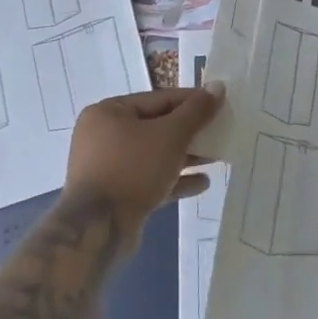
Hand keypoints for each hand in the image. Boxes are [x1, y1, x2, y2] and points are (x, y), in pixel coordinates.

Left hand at [65, 86, 221, 241]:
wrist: (98, 231)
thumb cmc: (133, 169)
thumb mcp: (171, 135)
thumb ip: (196, 111)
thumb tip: (218, 87)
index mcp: (108, 112)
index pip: (158, 99)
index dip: (191, 101)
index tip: (218, 104)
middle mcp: (103, 136)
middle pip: (156, 127)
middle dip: (189, 132)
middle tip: (219, 132)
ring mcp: (107, 168)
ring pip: (153, 155)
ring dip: (185, 156)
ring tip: (216, 157)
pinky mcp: (114, 196)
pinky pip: (149, 179)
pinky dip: (173, 179)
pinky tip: (202, 183)